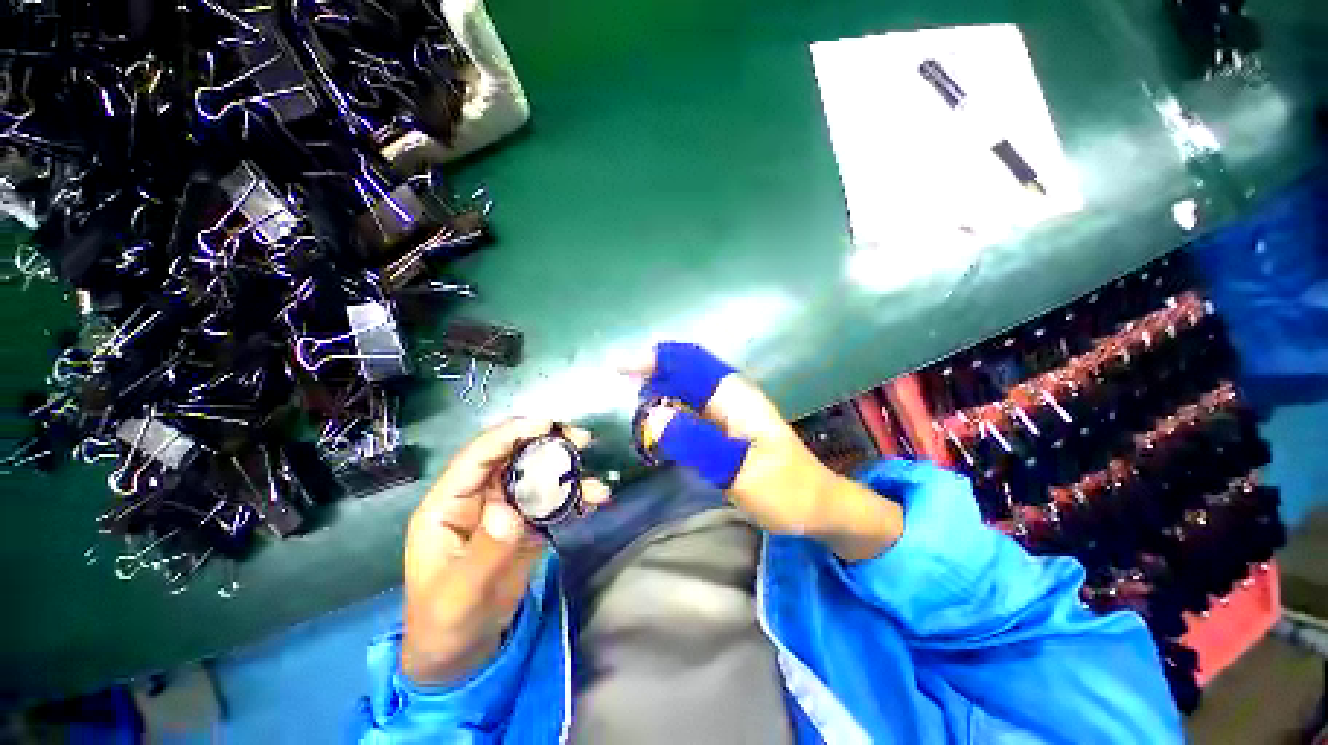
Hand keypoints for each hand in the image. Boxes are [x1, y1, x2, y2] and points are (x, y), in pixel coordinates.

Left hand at [400, 418, 608, 684]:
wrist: (462, 653)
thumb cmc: (444, 623)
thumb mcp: (458, 596)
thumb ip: (483, 554)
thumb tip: (510, 512)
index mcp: (448, 504)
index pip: (478, 456)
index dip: (510, 434)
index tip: (546, 423)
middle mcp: (478, 497)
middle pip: (515, 456)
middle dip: (548, 443)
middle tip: (582, 440)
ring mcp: (506, 508)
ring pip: (539, 475)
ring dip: (569, 471)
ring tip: (595, 483)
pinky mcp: (528, 523)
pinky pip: (553, 500)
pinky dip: (575, 497)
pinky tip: (594, 501)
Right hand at [625, 343, 902, 560]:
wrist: (817, 507)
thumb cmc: (784, 489)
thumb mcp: (738, 469)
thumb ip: (696, 442)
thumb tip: (652, 417)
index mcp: (735, 396)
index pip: (691, 361)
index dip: (657, 358)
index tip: (622, 368)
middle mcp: (729, 397)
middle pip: (684, 372)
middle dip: (651, 376)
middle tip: (621, 396)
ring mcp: (727, 413)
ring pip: (684, 392)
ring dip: (658, 396)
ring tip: (632, 413)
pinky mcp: (724, 431)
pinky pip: (689, 414)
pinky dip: (668, 416)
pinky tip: (655, 430)